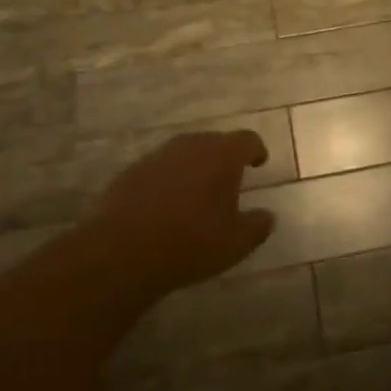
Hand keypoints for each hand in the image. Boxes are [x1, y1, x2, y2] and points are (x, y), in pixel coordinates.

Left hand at [91, 130, 275, 293]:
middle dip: (224, 157)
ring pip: (184, 153)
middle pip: (214, 142)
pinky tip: (166, 205)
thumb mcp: (237, 243)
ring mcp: (157, 156)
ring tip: (197, 192)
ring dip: (194, 167)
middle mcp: (191, 146)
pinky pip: (159, 169)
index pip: (247, 140)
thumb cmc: (191, 243)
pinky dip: (168, 180)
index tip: (259, 163)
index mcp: (222, 155)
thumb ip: (258, 225)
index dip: (256, 150)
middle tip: (229, 180)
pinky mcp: (131, 171)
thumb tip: (267, 216)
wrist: (123, 250)